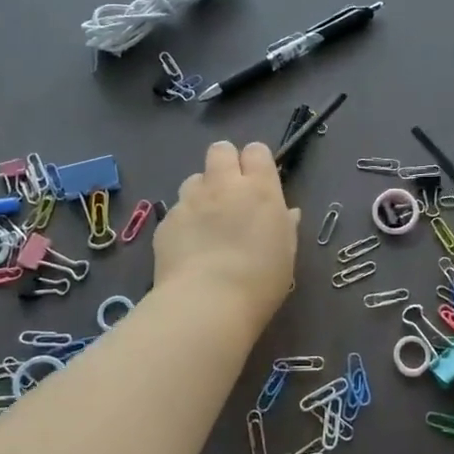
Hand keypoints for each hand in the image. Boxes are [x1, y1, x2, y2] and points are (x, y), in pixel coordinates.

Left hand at [154, 141, 299, 330]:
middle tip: (230, 192)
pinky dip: (184, 222)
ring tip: (207, 222)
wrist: (207, 303)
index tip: (259, 182)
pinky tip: (189, 248)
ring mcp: (190, 201)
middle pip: (220, 150)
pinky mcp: (166, 221)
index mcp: (259, 189)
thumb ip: (285, 226)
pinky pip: (177, 210)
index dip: (256, 163)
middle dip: (225, 163)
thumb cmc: (260, 280)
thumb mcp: (286, 254)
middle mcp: (223, 185)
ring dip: (202, 192)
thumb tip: (287, 213)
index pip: (257, 150)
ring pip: (194, 179)